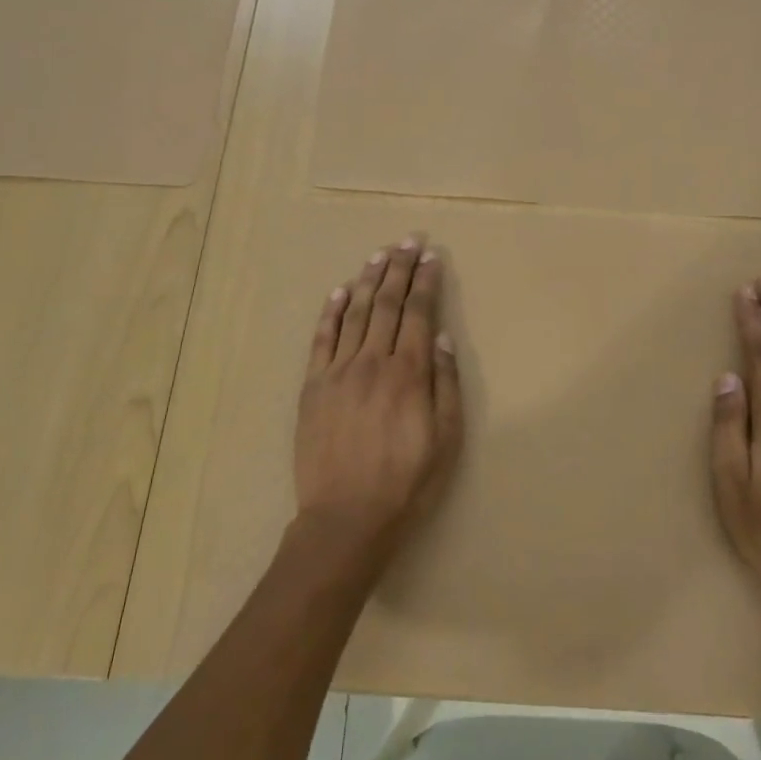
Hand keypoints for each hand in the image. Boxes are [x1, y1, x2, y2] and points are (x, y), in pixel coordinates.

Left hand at [293, 236, 463, 564]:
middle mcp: (373, 361)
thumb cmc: (406, 484)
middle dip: (400, 268)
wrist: (345, 519)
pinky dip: (332, 311)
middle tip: (408, 240)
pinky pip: (322, 338)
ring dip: (370, 279)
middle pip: (389, 304)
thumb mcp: (446, 440)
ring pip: (357, 313)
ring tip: (380, 254)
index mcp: (409, 373)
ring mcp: (338, 371)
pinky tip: (340, 290)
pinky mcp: (313, 386)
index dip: (426, 281)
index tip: (432, 256)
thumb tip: (443, 338)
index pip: (420, 313)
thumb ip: (446, 385)